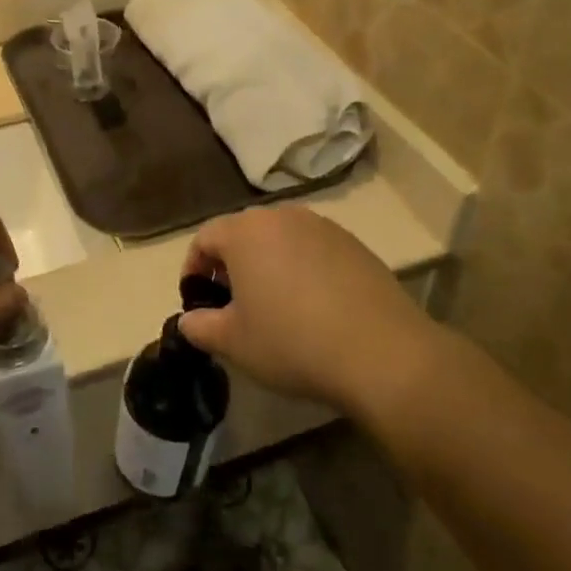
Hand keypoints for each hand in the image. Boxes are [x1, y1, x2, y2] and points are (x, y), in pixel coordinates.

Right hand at [178, 206, 442, 416]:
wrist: (381, 352)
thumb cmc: (292, 342)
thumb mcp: (233, 343)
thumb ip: (200, 326)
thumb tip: (189, 320)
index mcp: (246, 232)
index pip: (205, 237)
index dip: (193, 268)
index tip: (195, 300)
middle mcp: (284, 217)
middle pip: (244, 233)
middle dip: (230, 264)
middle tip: (231, 303)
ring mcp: (324, 228)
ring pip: (281, 239)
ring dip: (267, 264)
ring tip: (272, 305)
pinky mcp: (355, 245)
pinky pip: (314, 250)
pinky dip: (302, 269)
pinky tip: (312, 306)